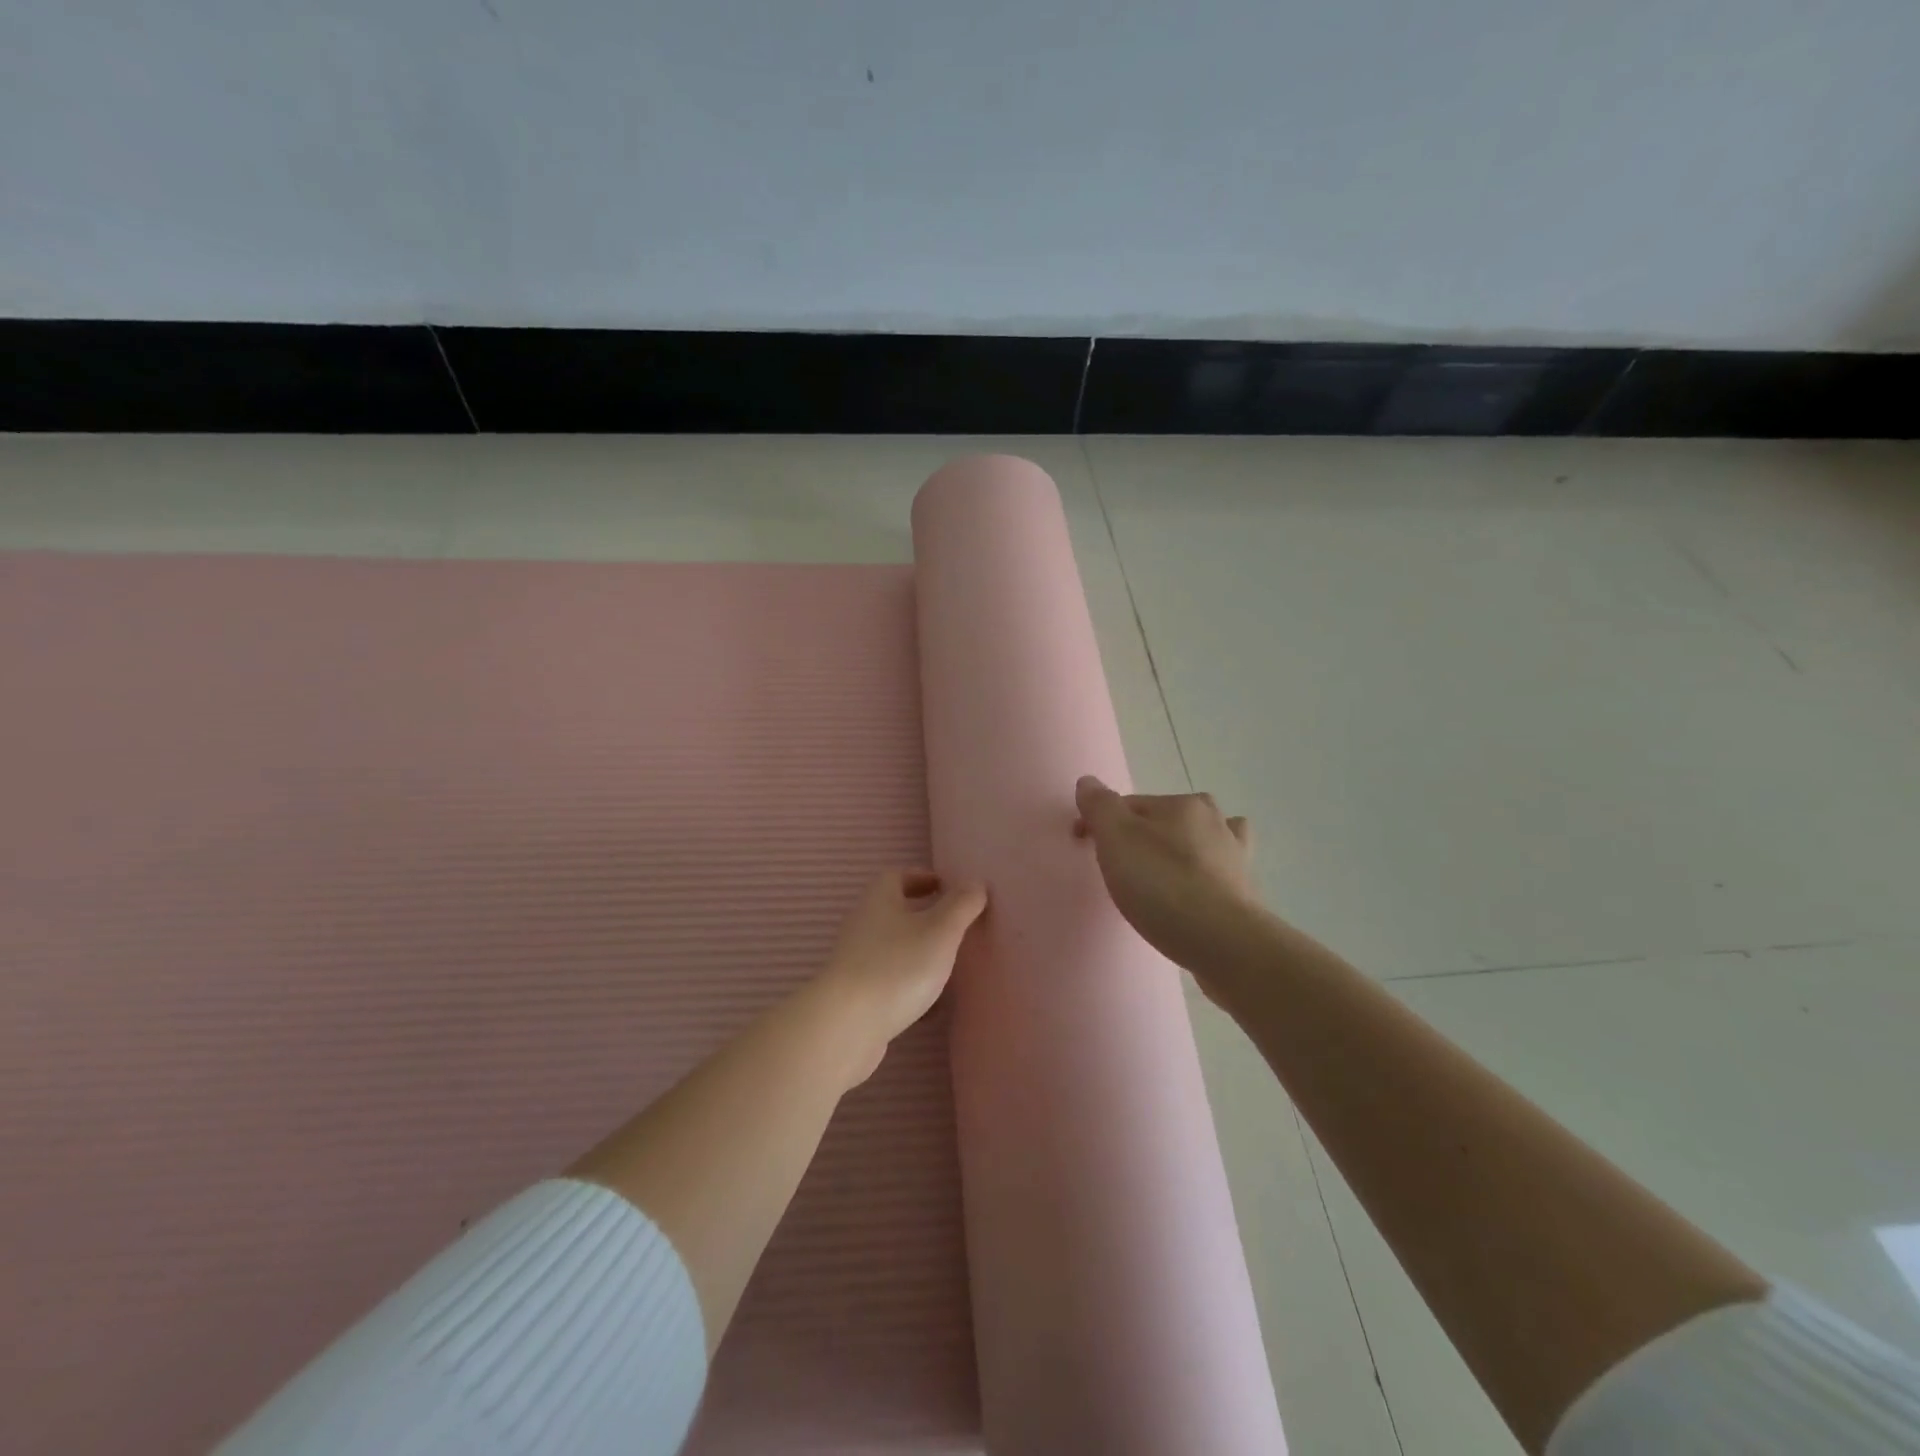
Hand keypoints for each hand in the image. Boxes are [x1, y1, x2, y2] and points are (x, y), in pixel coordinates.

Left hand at [811, 869, 987, 1084]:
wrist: (846, 1026)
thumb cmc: (897, 967)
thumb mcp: (940, 931)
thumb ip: (961, 905)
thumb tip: (975, 883)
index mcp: (879, 899)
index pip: (898, 876)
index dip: (923, 878)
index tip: (948, 889)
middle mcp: (863, 924)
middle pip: (894, 912)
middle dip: (924, 917)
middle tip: (955, 928)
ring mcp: (856, 961)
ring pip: (893, 948)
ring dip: (919, 953)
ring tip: (948, 967)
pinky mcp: (856, 994)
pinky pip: (889, 981)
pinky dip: (910, 986)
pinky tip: (930, 1007)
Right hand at [1073, 776, 1263, 976]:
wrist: (1223, 942)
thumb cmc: (1162, 885)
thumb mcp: (1116, 839)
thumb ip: (1100, 806)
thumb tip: (1088, 782)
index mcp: (1182, 804)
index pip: (1128, 804)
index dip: (1101, 823)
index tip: (1084, 848)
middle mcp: (1215, 820)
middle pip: (1165, 820)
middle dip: (1143, 835)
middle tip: (1122, 868)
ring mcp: (1236, 855)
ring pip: (1199, 841)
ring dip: (1182, 850)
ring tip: (1162, 876)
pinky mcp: (1246, 890)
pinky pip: (1220, 872)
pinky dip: (1208, 875)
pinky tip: (1199, 891)